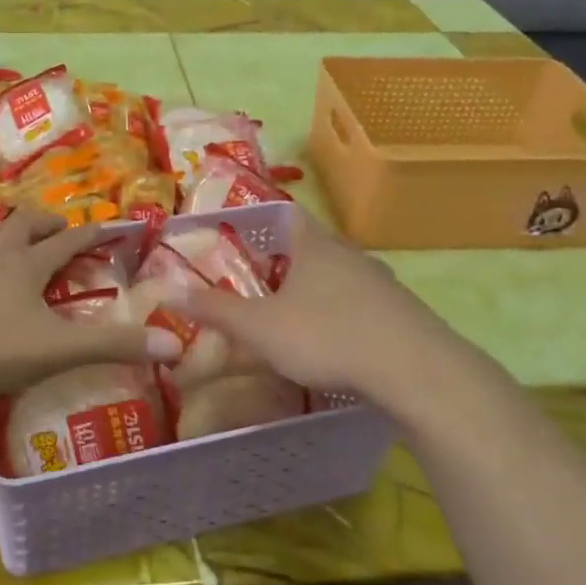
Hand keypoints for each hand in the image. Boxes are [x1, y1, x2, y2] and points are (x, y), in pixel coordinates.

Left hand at [0, 211, 179, 396]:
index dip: (91, 234)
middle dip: (47, 224)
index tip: (109, 229)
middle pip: (25, 225)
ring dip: (6, 227)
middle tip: (61, 231)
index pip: (68, 241)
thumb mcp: (58, 351)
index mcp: (28, 265)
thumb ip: (113, 346)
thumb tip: (174, 343)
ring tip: (16, 232)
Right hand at [163, 207, 499, 415]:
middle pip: (314, 246)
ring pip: (341, 276)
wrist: (414, 370)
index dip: (264, 220)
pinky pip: (364, 304)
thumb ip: (216, 309)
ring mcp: (382, 282)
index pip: (288, 213)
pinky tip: (337, 343)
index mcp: (315, 245)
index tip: (243, 238)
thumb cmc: (327, 336)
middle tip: (261, 284)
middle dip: (288, 261)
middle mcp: (350, 254)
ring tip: (295, 317)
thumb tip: (170, 288)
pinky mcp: (403, 313)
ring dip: (319, 290)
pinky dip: (345, 315)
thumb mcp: (260, 328)